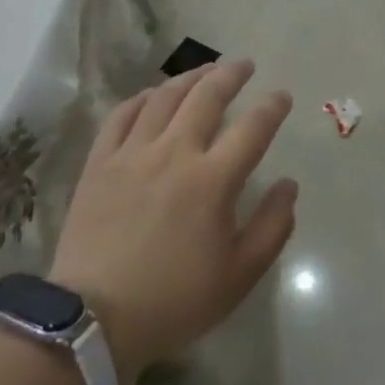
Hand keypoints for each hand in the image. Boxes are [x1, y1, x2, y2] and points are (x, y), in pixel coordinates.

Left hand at [49, 60, 296, 384]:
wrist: (95, 319)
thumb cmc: (175, 300)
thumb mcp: (239, 275)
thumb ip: (272, 226)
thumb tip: (288, 185)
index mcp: (213, 180)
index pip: (252, 128)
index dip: (272, 107)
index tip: (282, 96)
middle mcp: (174, 153)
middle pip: (206, 97)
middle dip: (230, 75)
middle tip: (243, 65)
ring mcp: (132, 154)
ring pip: (164, 98)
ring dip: (189, 79)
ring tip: (204, 71)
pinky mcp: (100, 163)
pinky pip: (121, 115)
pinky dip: (141, 98)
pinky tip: (151, 95)